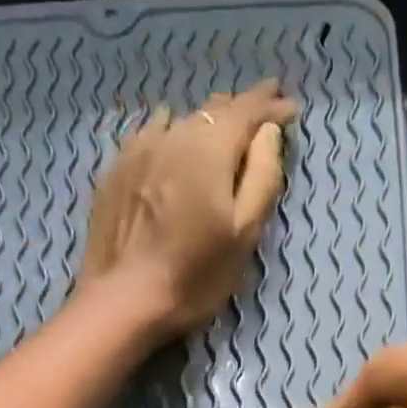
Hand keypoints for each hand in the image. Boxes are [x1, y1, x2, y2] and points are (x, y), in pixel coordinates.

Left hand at [80, 80, 298, 337]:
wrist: (124, 301)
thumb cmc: (194, 276)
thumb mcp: (244, 234)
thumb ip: (262, 177)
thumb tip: (268, 133)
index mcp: (211, 148)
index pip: (249, 111)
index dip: (272, 106)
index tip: (290, 108)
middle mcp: (174, 134)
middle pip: (214, 110)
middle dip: (242, 109)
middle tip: (262, 112)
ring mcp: (139, 149)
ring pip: (181, 120)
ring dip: (206, 121)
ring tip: (220, 127)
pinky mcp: (116, 170)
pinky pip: (150, 136)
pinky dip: (170, 133)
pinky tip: (170, 139)